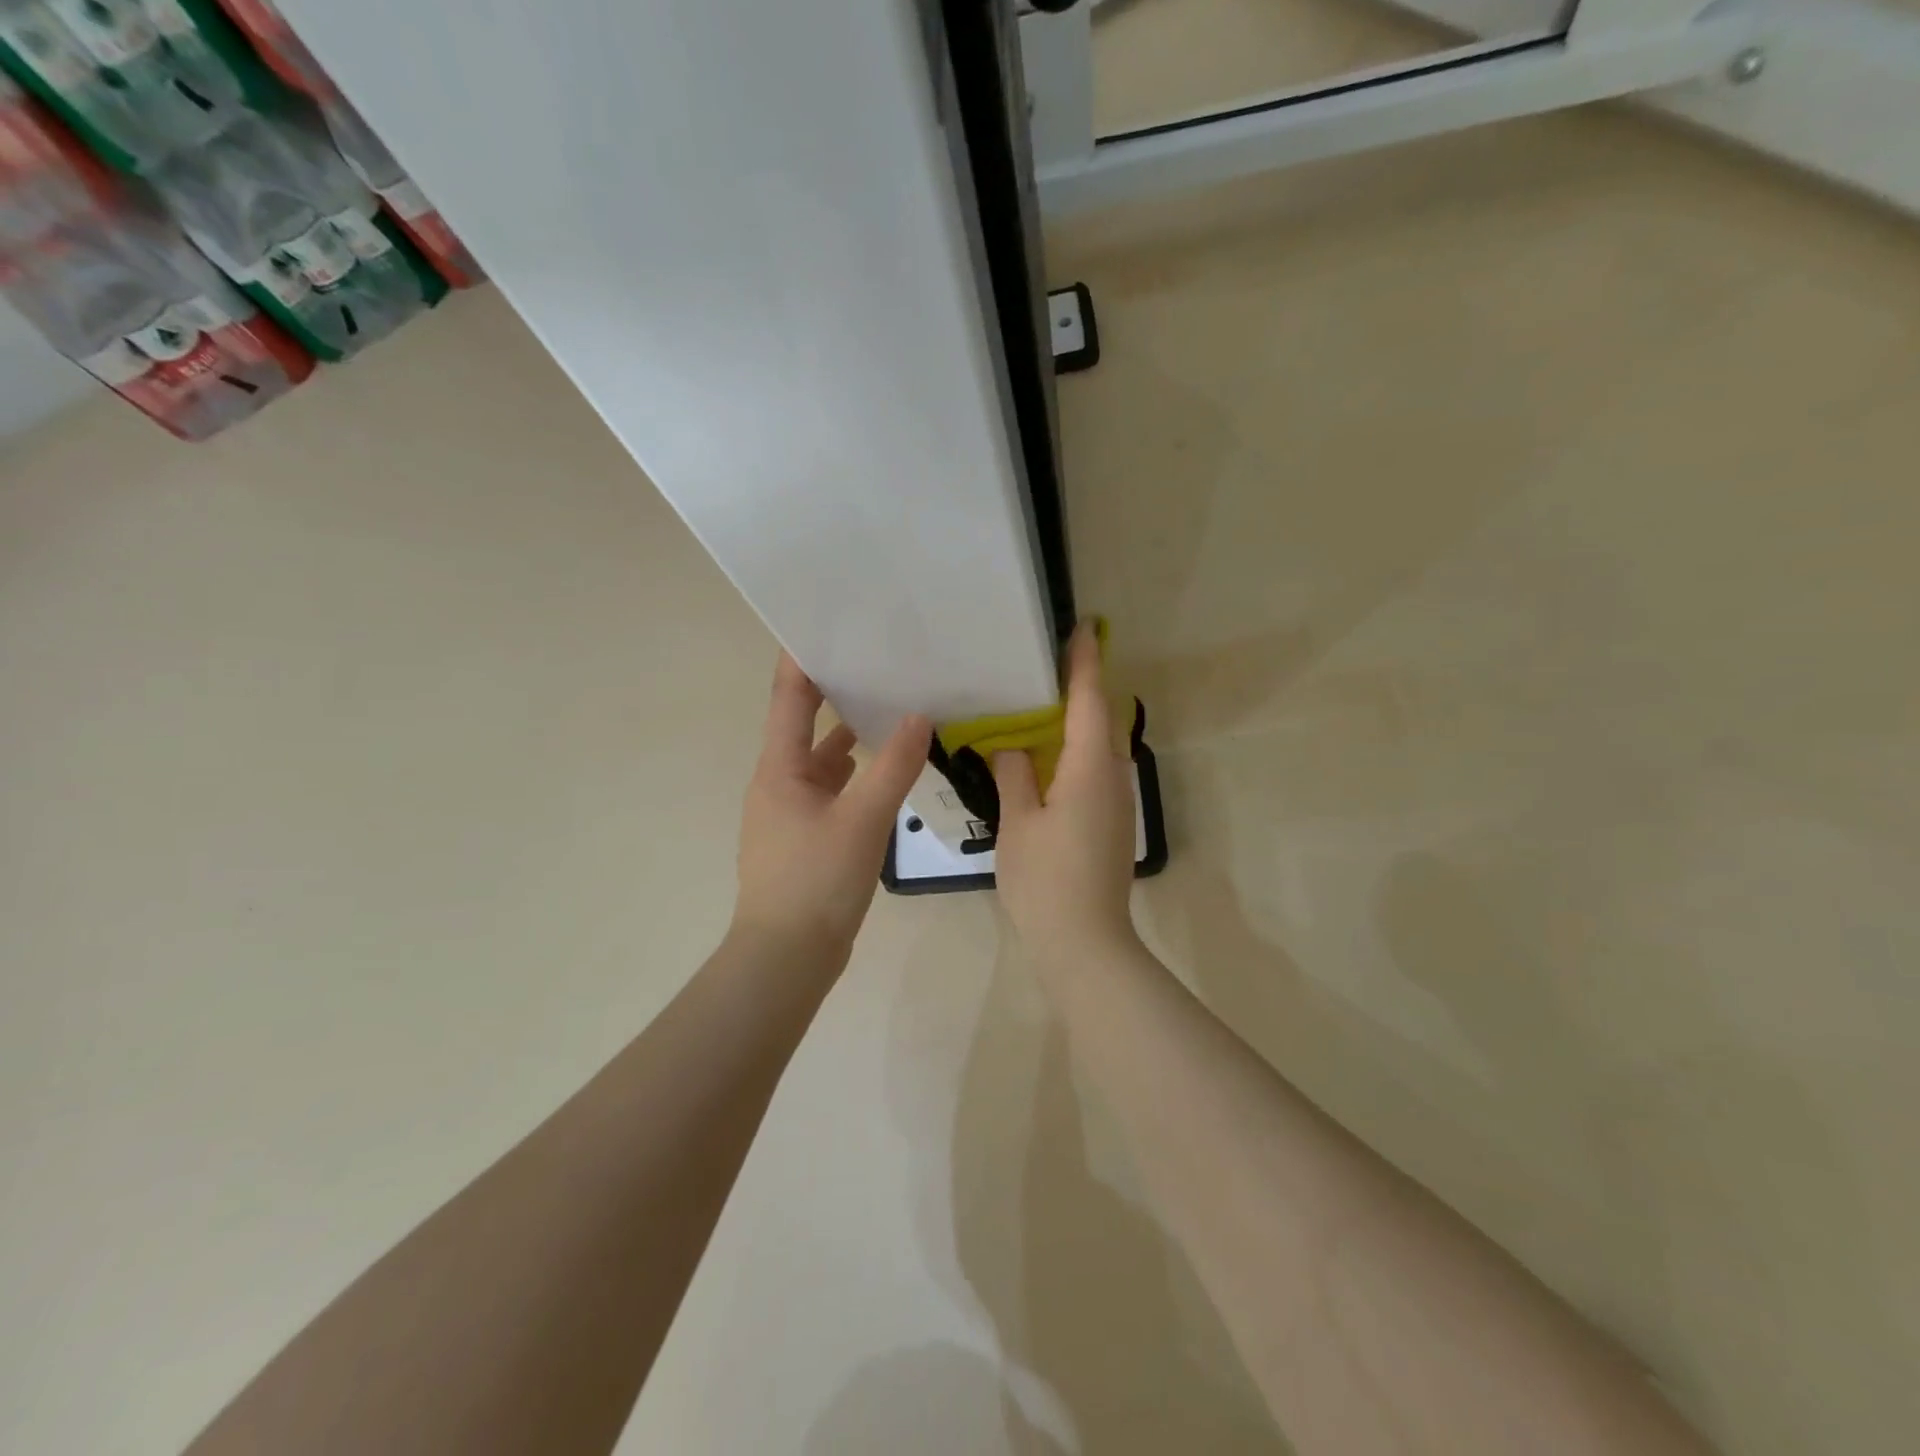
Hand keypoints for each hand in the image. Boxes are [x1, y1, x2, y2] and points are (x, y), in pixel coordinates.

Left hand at [732, 653, 930, 957]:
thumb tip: (920, 717)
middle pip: (805, 724)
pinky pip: (832, 791)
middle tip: (876, 660)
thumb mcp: (862, 820)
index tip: (827, 621)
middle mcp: (779, 782)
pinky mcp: (806, 837)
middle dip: (836, 692)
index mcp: (779, 769)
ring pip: (821, 761)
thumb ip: (893, 767)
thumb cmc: (816, 881)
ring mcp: (790, 812)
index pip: (788, 697)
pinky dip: (855, 775)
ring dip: (849, 736)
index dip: (803, 657)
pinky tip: (886, 772)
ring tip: (890, 708)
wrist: (787, 958)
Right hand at [993, 623, 1139, 972]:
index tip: (1081, 628)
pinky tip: (1046, 757)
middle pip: (1100, 719)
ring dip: (1076, 721)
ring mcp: (1117, 802)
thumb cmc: (1046, 881)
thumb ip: (1013, 776)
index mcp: (1089, 769)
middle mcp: (1113, 777)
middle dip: (1080, 687)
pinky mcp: (1112, 822)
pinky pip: (1095, 770)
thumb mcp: (1018, 823)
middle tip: (1045, 664)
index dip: (1084, 663)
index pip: (1089, 701)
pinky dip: (1074, 751)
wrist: (1085, 944)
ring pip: (1099, 746)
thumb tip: (1010, 746)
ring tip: (1039, 704)